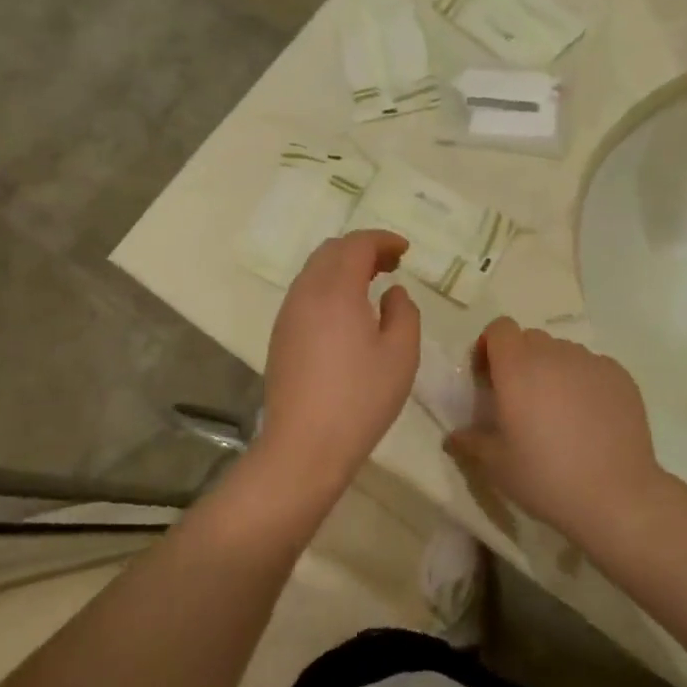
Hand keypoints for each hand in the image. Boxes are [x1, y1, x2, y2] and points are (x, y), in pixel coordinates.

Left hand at [259, 231, 419, 495]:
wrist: (304, 445)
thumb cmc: (360, 399)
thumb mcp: (401, 355)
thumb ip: (404, 312)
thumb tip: (392, 292)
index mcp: (336, 290)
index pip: (357, 244)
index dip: (383, 240)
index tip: (405, 251)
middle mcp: (306, 292)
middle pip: (331, 250)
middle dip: (362, 249)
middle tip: (391, 265)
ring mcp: (288, 313)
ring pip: (314, 270)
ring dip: (343, 267)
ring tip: (371, 285)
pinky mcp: (280, 335)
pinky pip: (305, 292)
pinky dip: (329, 286)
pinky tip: (347, 312)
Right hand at [444, 318, 665, 546]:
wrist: (617, 497)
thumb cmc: (546, 477)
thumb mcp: (496, 466)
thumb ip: (471, 442)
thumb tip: (454, 436)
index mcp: (517, 367)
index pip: (499, 328)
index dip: (491, 347)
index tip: (489, 378)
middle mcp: (554, 354)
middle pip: (531, 339)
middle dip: (521, 360)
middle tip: (522, 400)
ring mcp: (591, 362)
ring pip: (563, 353)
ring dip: (554, 371)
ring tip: (560, 412)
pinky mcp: (620, 376)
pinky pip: (593, 368)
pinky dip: (584, 383)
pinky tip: (590, 420)